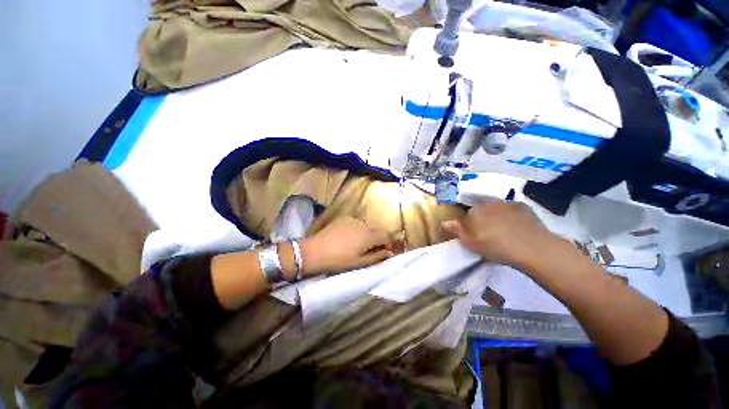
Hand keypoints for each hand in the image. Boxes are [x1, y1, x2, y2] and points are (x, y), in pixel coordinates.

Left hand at [300, 217, 393, 274]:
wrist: (315, 251)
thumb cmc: (339, 260)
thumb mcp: (359, 262)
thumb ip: (377, 256)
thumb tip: (389, 253)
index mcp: (369, 236)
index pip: (385, 236)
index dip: (387, 244)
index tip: (382, 252)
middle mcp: (363, 224)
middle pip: (376, 230)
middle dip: (377, 239)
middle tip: (369, 250)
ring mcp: (353, 219)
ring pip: (366, 226)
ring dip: (367, 234)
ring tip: (357, 244)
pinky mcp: (343, 218)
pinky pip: (356, 223)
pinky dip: (357, 229)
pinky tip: (348, 237)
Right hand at [442, 201, 559, 269]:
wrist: (531, 247)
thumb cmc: (495, 246)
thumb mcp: (471, 243)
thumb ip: (457, 231)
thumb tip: (444, 222)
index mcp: (474, 212)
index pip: (469, 217)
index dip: (472, 227)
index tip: (479, 238)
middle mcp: (488, 203)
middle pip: (483, 211)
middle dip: (485, 220)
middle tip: (492, 236)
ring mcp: (506, 203)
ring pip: (498, 209)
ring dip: (499, 217)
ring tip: (507, 232)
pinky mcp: (523, 206)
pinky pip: (513, 210)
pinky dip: (513, 216)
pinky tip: (519, 227)